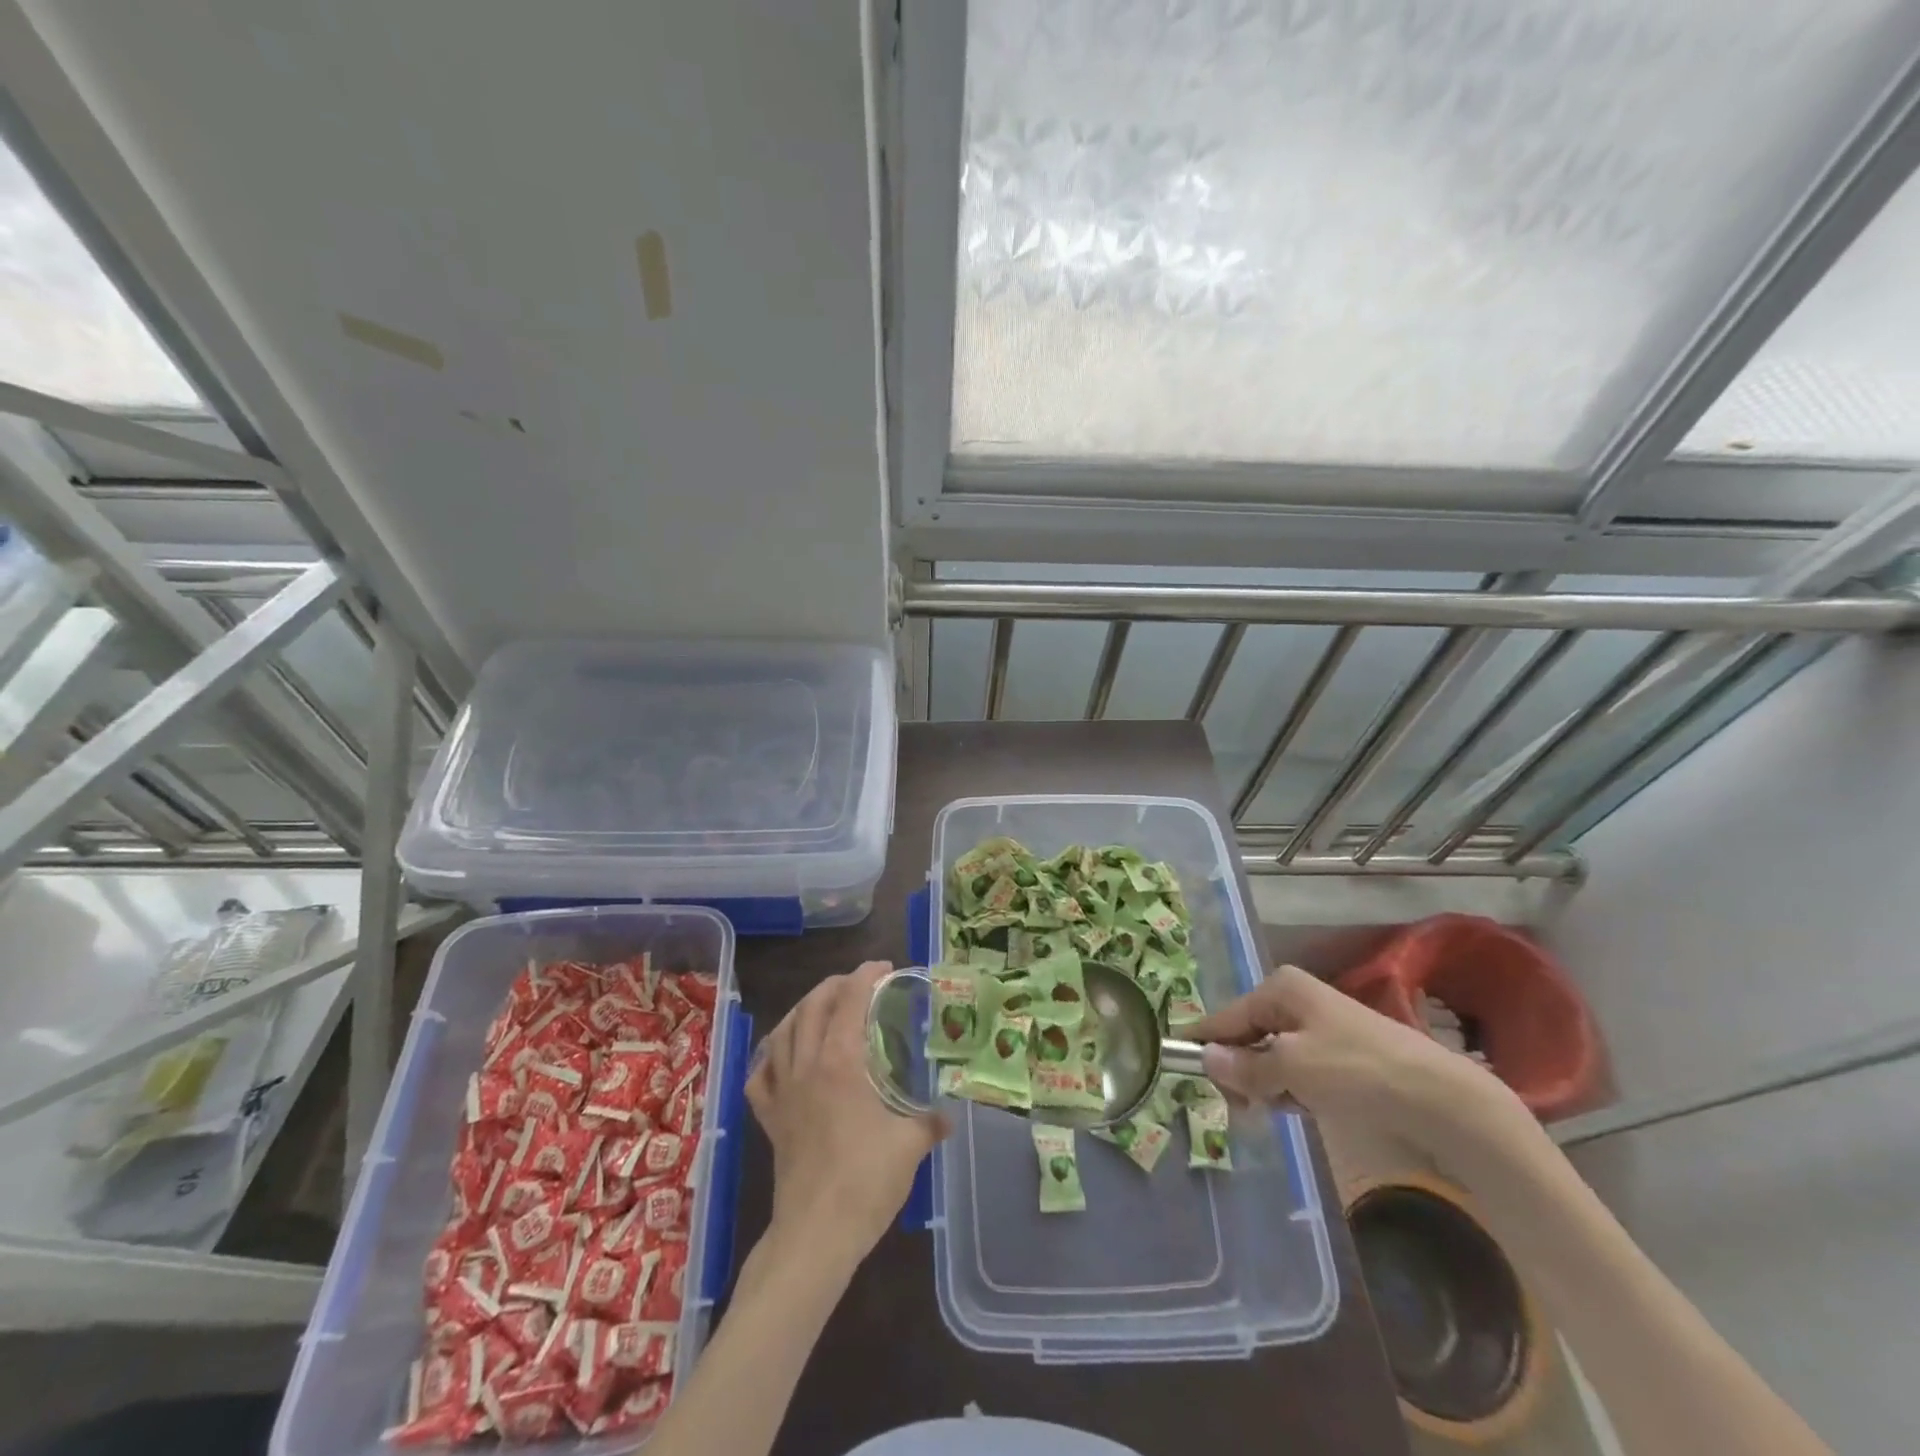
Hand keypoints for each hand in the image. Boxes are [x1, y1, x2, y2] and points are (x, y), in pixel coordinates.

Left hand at [746, 961, 948, 1272]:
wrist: (815, 1234)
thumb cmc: (866, 1182)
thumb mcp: (910, 1146)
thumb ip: (930, 1121)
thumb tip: (947, 1115)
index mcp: (841, 1062)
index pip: (849, 1000)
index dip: (865, 976)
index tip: (884, 967)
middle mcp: (807, 1065)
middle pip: (812, 1006)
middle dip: (835, 985)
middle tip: (859, 983)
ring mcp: (783, 1091)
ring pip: (783, 1032)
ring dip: (803, 1009)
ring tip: (822, 1006)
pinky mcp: (770, 1118)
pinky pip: (761, 1074)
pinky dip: (771, 1056)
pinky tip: (783, 1056)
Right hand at [1187, 964, 1529, 1160]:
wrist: (1442, 1100)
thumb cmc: (1358, 1072)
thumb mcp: (1291, 1069)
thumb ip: (1244, 1066)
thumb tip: (1205, 1058)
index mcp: (1280, 989)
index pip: (1225, 1016)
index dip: (1203, 1043)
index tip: (1177, 1067)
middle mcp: (1295, 999)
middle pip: (1246, 1036)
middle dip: (1241, 1071)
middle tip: (1244, 1108)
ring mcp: (1319, 1026)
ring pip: (1270, 1057)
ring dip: (1268, 1085)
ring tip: (1282, 1109)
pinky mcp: (1339, 1054)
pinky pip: (1296, 1069)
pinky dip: (1292, 1090)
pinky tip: (1304, 1108)